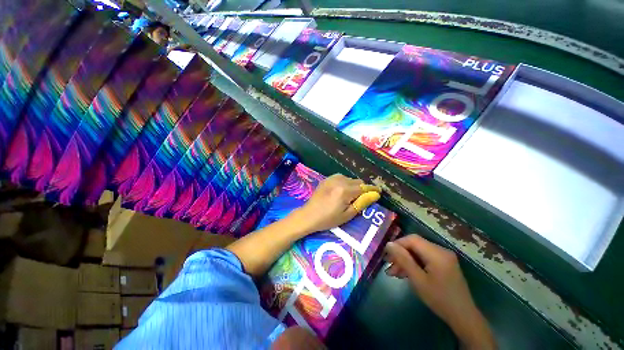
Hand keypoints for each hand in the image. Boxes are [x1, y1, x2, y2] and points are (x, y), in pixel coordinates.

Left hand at [291, 174, 380, 233]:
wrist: (308, 215)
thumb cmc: (328, 219)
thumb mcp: (347, 215)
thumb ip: (362, 203)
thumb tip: (375, 195)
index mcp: (345, 191)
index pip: (364, 187)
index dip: (372, 190)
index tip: (378, 192)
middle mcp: (339, 181)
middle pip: (357, 181)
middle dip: (362, 188)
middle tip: (361, 198)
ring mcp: (332, 178)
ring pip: (350, 179)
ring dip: (353, 185)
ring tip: (350, 196)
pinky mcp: (326, 179)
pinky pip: (341, 178)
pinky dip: (345, 182)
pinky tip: (341, 191)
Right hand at [385, 235, 495, 349]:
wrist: (463, 317)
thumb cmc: (439, 299)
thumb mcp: (418, 280)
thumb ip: (403, 260)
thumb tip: (389, 244)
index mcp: (437, 253)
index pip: (412, 239)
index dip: (397, 244)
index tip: (387, 255)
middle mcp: (441, 251)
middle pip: (415, 245)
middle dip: (400, 254)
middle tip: (389, 266)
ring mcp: (443, 257)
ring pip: (418, 252)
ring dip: (405, 260)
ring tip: (394, 273)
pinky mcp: (444, 264)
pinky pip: (424, 258)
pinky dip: (414, 264)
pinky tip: (406, 273)